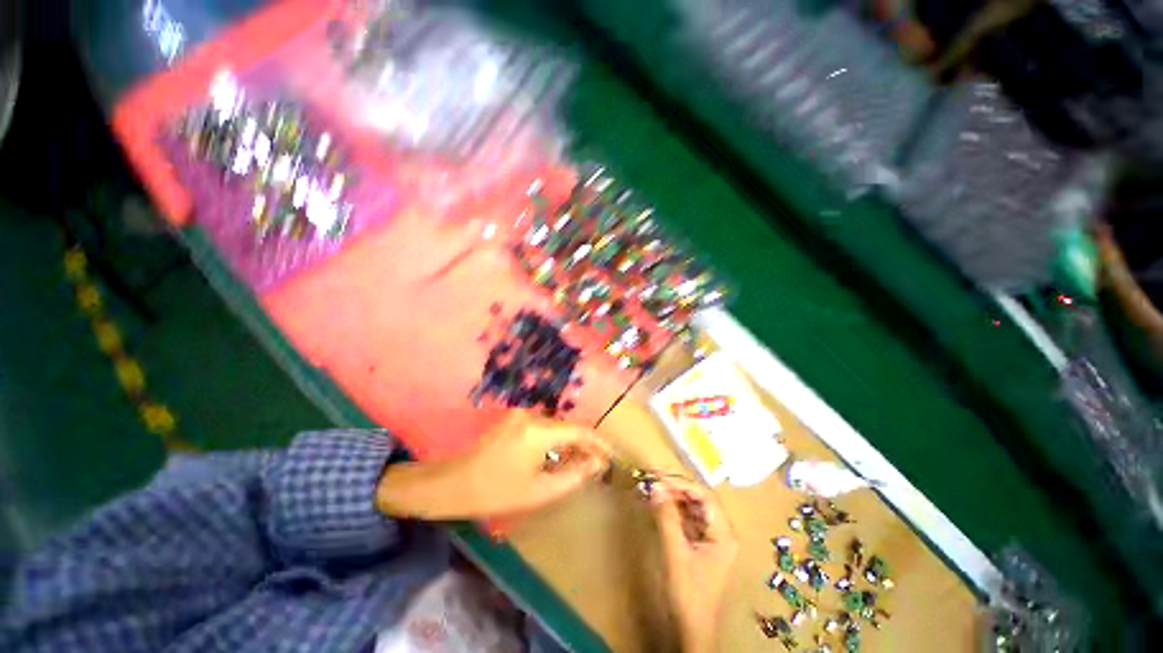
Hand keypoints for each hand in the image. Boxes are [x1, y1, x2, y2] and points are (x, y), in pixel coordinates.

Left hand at [376, 411, 610, 519]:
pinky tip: (557, 456)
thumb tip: (596, 464)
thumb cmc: (495, 492)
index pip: (578, 431)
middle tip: (596, 464)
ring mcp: (520, 414)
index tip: (611, 456)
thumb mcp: (539, 491)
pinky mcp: (513, 417)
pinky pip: (543, 426)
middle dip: (584, 444)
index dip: (598, 443)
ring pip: (556, 426)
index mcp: (538, 431)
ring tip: (580, 463)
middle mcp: (531, 415)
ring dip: (569, 442)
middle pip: (567, 427)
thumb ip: (573, 476)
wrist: (451, 483)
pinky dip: (554, 440)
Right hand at [649, 476, 737, 652]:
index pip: (705, 496)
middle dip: (676, 488)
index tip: (659, 477)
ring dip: (673, 497)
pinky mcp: (701, 544)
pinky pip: (687, 519)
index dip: (682, 483)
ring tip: (653, 489)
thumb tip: (655, 486)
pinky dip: (673, 510)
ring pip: (692, 507)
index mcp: (724, 533)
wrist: (691, 629)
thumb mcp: (676, 552)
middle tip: (653, 480)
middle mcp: (721, 531)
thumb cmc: (688, 592)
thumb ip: (666, 517)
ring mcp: (712, 538)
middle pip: (699, 499)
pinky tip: (659, 505)